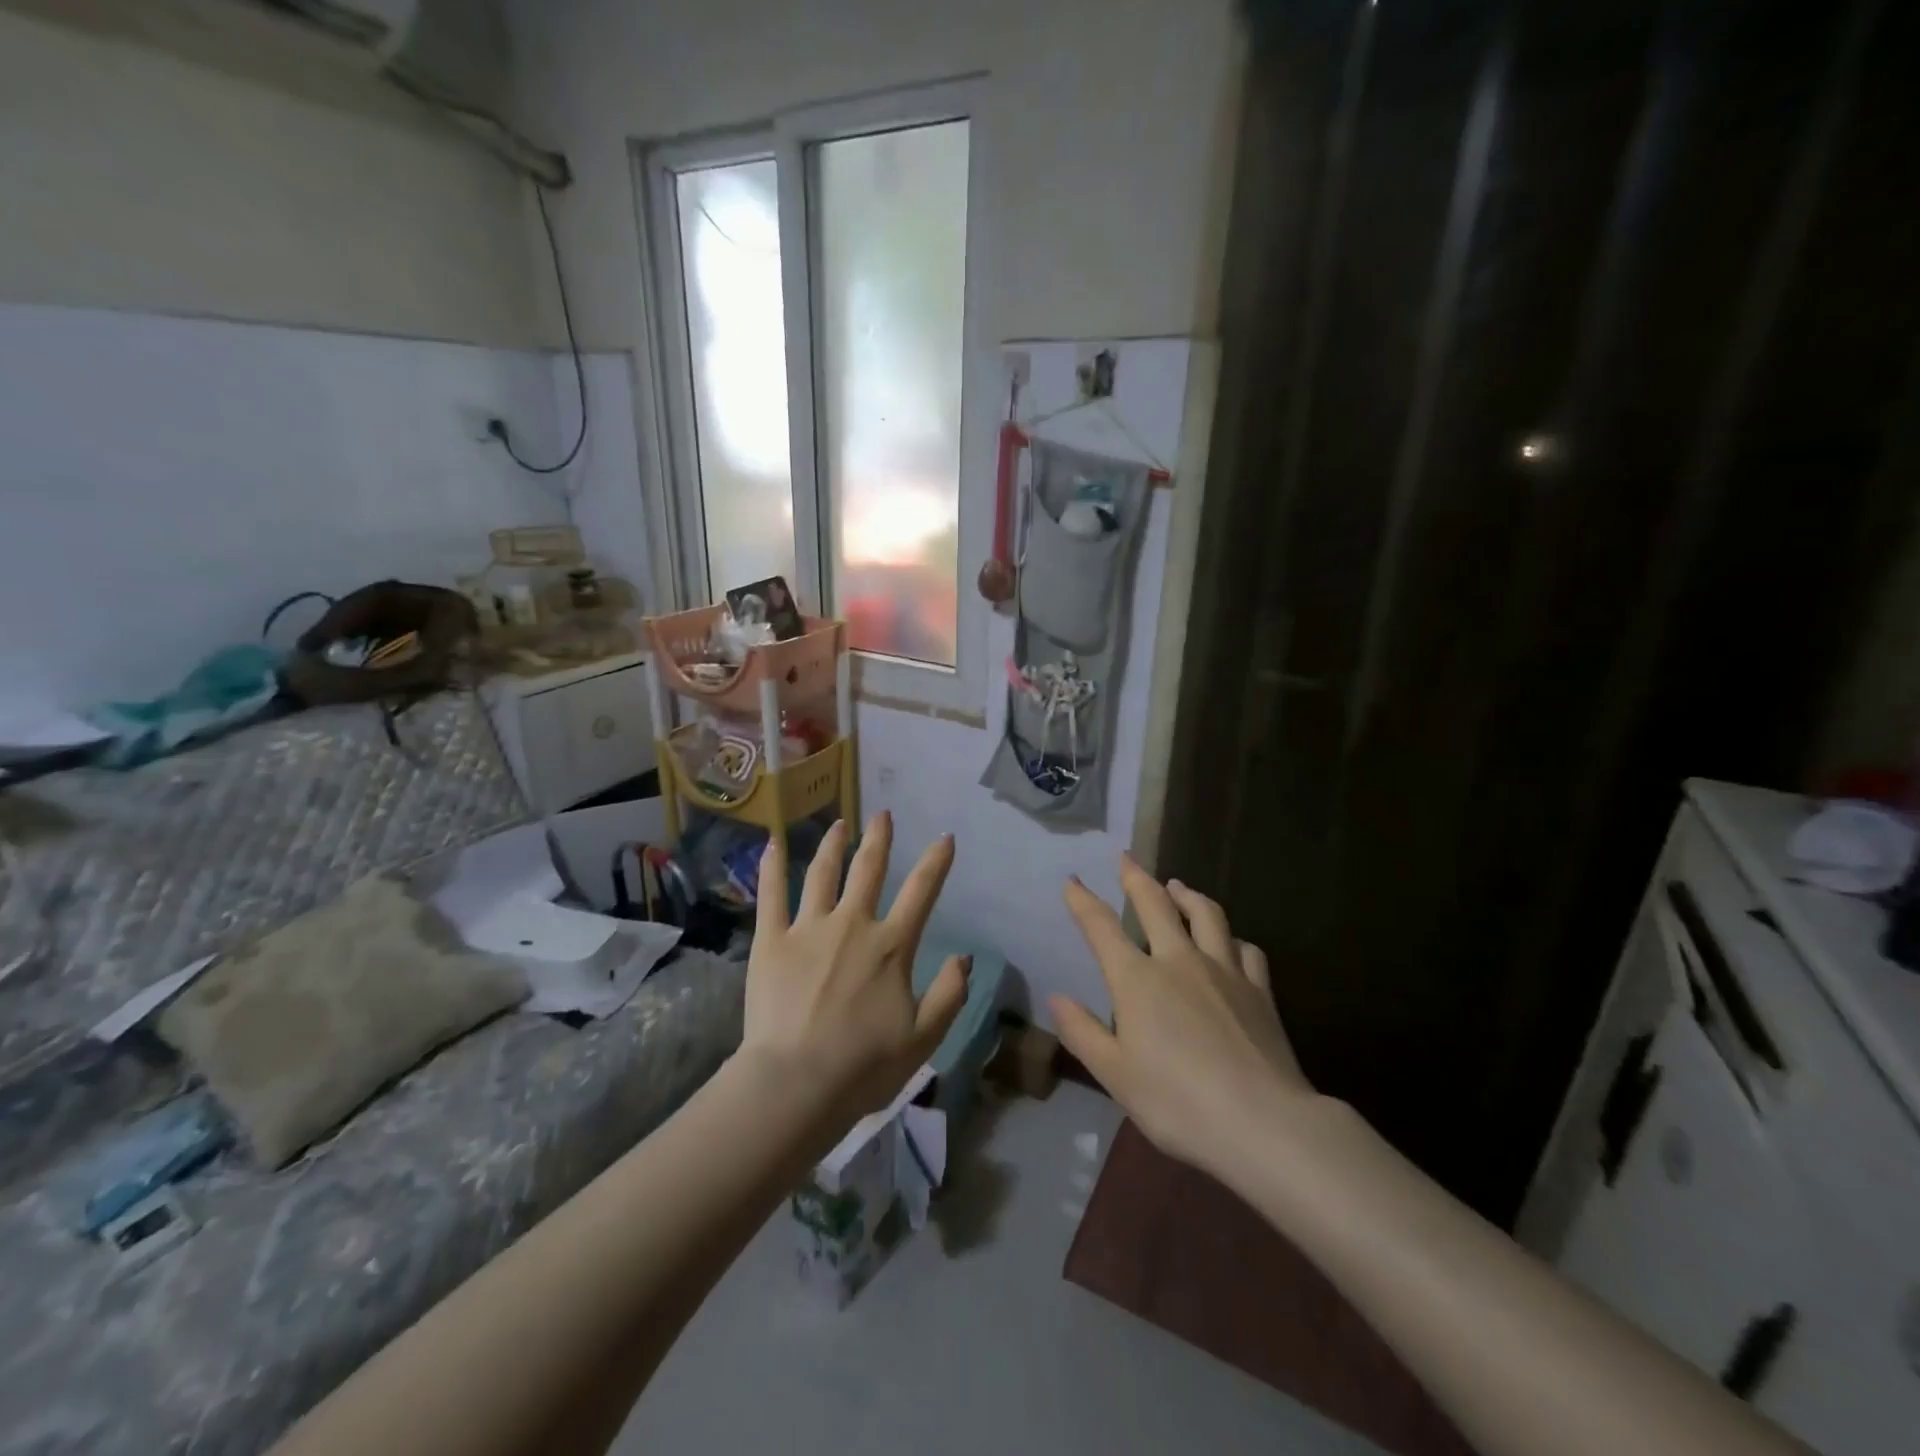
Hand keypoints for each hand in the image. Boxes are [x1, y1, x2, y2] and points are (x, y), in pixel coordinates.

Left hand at [740, 813, 969, 1121]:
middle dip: (879, 839)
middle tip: (883, 814)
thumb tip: (965, 957)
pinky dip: (772, 868)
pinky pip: (771, 895)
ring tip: (840, 824)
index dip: (936, 862)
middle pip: (869, 870)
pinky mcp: (772, 940)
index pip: (921, 892)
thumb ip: (950, 994)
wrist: (796, 1083)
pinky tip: (772, 844)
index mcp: (891, 946)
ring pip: (823, 873)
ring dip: (834, 845)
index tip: (944, 837)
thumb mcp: (923, 1038)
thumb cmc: (863, 1066)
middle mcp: (853, 924)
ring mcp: (809, 928)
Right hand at [1052, 857, 1313, 1187]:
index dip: (1083, 901)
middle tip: (1126, 858)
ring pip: (1205, 915)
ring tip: (1177, 886)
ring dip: (1187, 895)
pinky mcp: (1260, 990)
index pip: (1101, 928)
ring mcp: (1224, 970)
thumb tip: (1056, 997)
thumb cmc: (1177, 1102)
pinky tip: (1230, 943)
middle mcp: (1178, 961)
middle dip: (1136, 877)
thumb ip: (1082, 1032)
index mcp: (1137, 979)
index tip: (1072, 880)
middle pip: (1155, 904)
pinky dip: (1232, 938)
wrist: (1263, 1123)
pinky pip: (1246, 949)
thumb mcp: (1115, 1075)